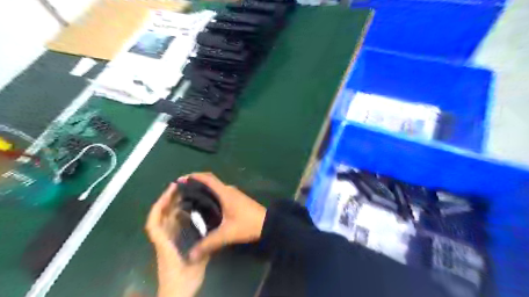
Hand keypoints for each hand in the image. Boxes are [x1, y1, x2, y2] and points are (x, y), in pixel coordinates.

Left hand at [147, 183, 210, 296]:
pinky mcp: (170, 247)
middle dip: (166, 201)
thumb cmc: (183, 283)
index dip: (159, 206)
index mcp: (165, 245)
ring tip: (183, 196)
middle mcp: (163, 242)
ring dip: (171, 207)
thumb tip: (210, 234)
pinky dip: (176, 217)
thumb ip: (203, 250)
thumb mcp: (196, 266)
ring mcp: (165, 244)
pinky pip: (171, 227)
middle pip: (159, 218)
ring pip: (165, 222)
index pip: (154, 223)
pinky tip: (187, 212)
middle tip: (179, 188)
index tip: (169, 192)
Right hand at [181, 173, 264, 260]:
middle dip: (196, 183)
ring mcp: (234, 194)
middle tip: (181, 192)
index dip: (194, 176)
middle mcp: (229, 190)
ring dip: (203, 189)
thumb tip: (191, 255)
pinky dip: (210, 195)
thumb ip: (209, 244)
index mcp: (225, 193)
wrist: (268, 223)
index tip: (181, 179)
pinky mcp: (237, 200)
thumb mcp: (227, 234)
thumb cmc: (248, 224)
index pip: (208, 178)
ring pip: (215, 188)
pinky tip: (205, 206)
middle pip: (210, 181)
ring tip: (189, 198)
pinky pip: (220, 193)